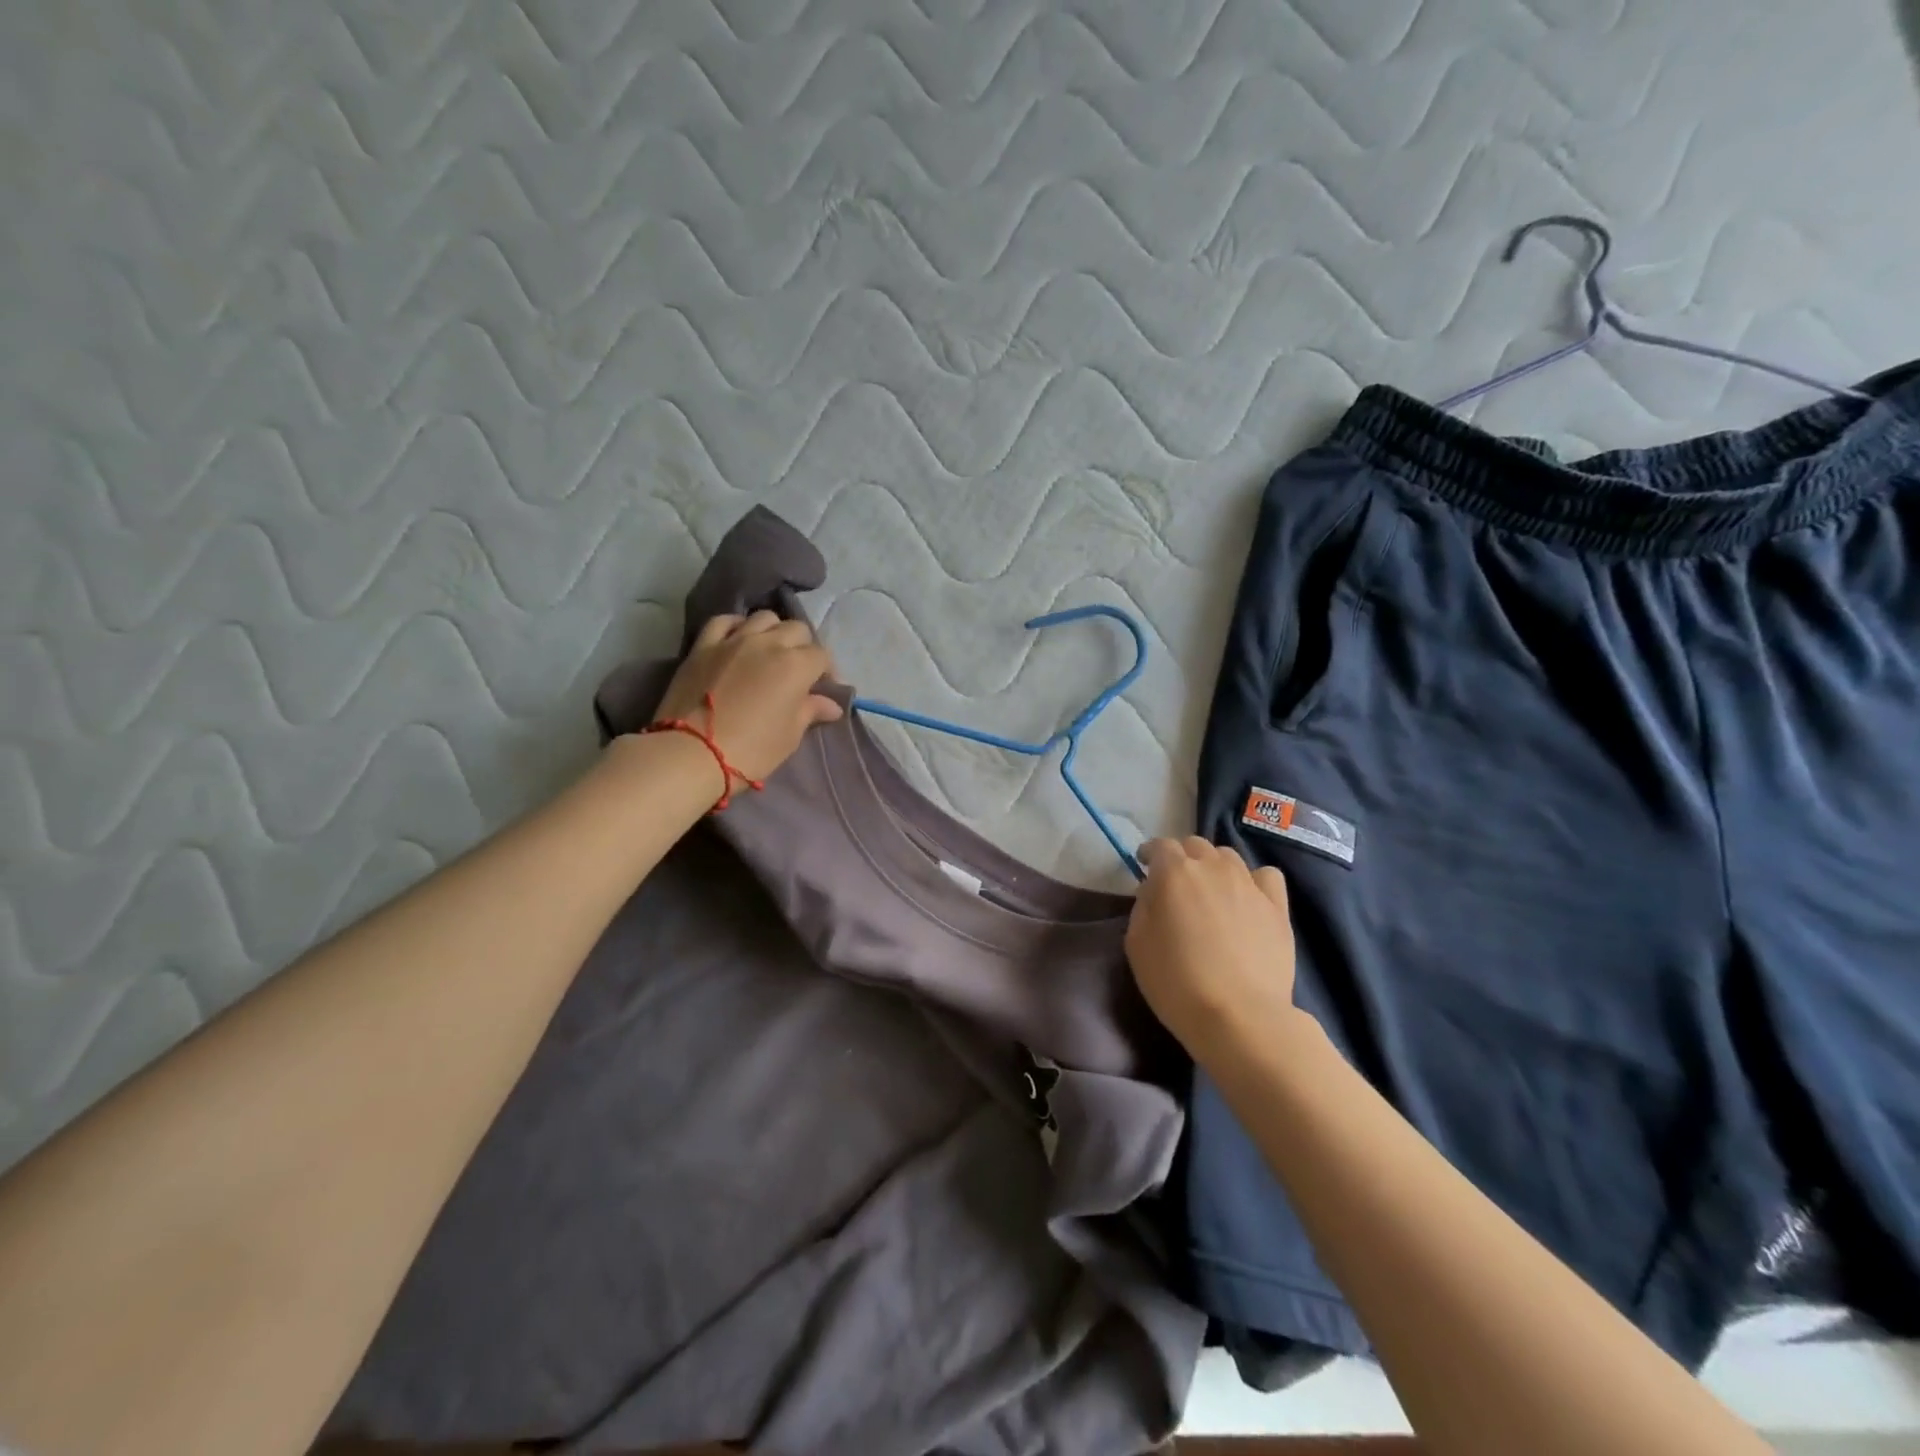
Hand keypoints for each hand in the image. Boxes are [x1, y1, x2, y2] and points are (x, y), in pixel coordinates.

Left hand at [654, 611, 843, 785]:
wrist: (691, 754)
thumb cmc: (751, 750)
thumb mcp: (789, 735)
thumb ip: (810, 711)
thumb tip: (831, 705)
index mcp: (796, 665)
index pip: (821, 656)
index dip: (826, 672)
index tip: (822, 689)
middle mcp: (768, 643)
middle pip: (796, 629)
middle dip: (803, 647)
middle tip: (798, 671)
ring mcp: (733, 640)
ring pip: (763, 618)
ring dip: (773, 631)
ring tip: (769, 652)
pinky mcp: (703, 645)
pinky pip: (724, 621)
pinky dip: (736, 626)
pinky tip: (738, 639)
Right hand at [1124, 837, 1301, 1057]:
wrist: (1239, 1016)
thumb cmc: (1176, 982)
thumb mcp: (1136, 944)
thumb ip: (1143, 907)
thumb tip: (1154, 893)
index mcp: (1175, 873)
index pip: (1160, 846)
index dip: (1150, 854)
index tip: (1144, 867)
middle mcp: (1213, 868)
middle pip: (1195, 846)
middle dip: (1182, 858)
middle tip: (1175, 884)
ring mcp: (1249, 884)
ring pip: (1228, 857)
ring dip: (1214, 866)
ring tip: (1211, 891)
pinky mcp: (1277, 907)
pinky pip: (1266, 876)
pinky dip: (1253, 880)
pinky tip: (1247, 898)